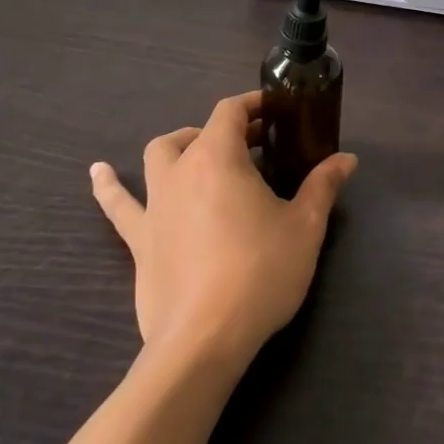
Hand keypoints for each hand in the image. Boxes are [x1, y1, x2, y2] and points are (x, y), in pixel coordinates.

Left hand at [90, 92, 356, 365]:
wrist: (204, 339)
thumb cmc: (260, 273)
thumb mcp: (304, 227)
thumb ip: (323, 186)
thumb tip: (347, 159)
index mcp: (219, 158)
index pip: (231, 111)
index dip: (253, 104)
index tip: (276, 112)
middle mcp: (181, 170)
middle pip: (197, 132)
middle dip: (225, 131)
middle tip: (255, 147)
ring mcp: (155, 205)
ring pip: (158, 156)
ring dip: (180, 146)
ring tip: (199, 153)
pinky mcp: (139, 239)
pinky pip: (119, 205)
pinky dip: (108, 187)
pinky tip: (97, 173)